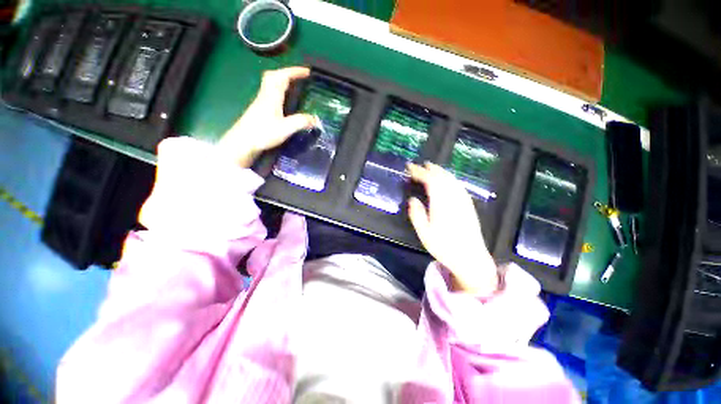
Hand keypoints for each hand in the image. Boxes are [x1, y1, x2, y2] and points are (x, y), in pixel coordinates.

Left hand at [218, 67, 317, 167]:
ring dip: (282, 80)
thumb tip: (315, 119)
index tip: (307, 71)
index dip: (295, 71)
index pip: (282, 77)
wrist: (243, 142)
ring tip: (294, 86)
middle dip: (287, 73)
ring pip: (271, 84)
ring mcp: (261, 101)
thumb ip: (300, 122)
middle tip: (299, 77)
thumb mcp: (285, 129)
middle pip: (273, 76)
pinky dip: (279, 90)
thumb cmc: (262, 133)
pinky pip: (270, 92)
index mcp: (272, 96)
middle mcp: (265, 95)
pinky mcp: (259, 109)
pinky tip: (284, 100)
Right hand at [407, 162, 498, 295]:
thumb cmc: (444, 247)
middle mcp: (453, 198)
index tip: (410, 167)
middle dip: (430, 169)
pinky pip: (459, 186)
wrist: (471, 258)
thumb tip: (412, 199)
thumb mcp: (424, 233)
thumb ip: (417, 214)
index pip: (430, 181)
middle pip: (442, 177)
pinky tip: (448, 180)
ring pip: (452, 179)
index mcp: (441, 203)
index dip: (419, 172)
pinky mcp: (469, 205)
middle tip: (420, 165)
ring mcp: (463, 200)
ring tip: (432, 168)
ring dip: (441, 171)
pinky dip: (451, 179)